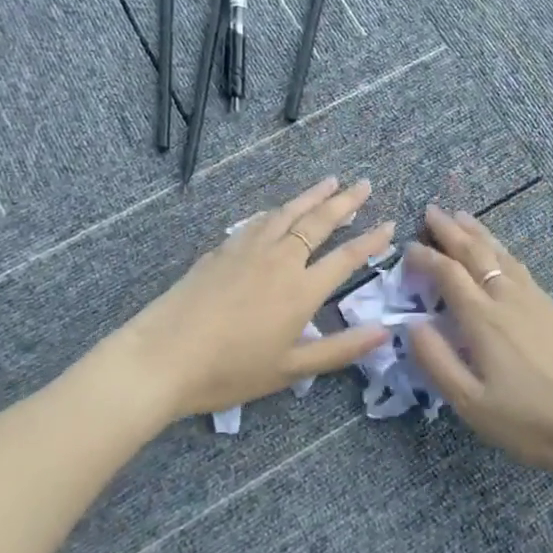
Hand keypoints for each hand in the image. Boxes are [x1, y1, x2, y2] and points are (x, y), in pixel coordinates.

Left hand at [113, 177, 393, 421]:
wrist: (163, 356)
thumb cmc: (230, 371)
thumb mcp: (290, 370)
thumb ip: (340, 349)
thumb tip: (384, 333)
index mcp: (302, 290)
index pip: (347, 258)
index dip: (371, 240)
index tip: (389, 225)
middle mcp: (280, 259)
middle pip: (320, 221)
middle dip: (346, 201)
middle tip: (364, 184)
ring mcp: (249, 249)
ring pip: (288, 212)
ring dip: (313, 195)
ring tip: (331, 181)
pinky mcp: (223, 249)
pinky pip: (260, 221)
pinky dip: (279, 210)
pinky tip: (280, 209)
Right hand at [404, 204, 552, 473]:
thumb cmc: (530, 420)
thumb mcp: (472, 403)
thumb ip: (437, 361)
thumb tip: (412, 324)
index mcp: (483, 319)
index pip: (448, 274)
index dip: (426, 257)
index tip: (408, 247)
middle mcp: (507, 299)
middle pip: (475, 253)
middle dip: (450, 230)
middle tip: (432, 210)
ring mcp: (534, 299)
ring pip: (501, 253)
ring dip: (478, 233)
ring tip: (462, 216)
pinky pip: (519, 265)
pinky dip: (502, 249)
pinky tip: (501, 251)